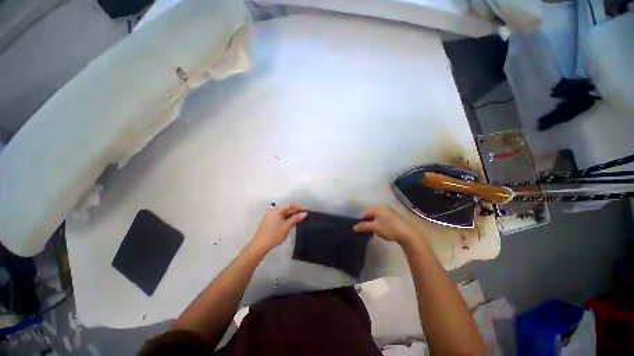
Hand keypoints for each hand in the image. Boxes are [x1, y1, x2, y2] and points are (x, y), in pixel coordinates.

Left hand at [251, 204, 307, 251]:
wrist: (260, 245)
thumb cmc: (274, 234)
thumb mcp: (286, 226)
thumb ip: (296, 218)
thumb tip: (304, 213)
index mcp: (277, 210)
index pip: (290, 205)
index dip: (298, 207)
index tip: (306, 211)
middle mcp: (273, 210)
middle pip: (286, 208)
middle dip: (295, 211)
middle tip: (304, 215)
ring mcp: (270, 216)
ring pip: (283, 212)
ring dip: (291, 214)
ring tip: (299, 218)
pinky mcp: (269, 221)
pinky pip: (280, 216)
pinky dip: (286, 217)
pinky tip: (291, 221)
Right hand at [353, 205, 418, 244]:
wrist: (407, 234)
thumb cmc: (389, 228)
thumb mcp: (374, 227)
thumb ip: (363, 226)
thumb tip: (354, 228)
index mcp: (377, 207)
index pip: (363, 213)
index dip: (359, 221)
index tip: (358, 230)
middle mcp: (382, 208)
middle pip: (369, 215)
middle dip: (365, 224)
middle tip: (364, 234)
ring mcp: (388, 212)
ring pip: (375, 219)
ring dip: (371, 227)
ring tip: (370, 235)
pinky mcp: (392, 218)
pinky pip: (380, 220)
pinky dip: (377, 226)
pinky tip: (377, 233)